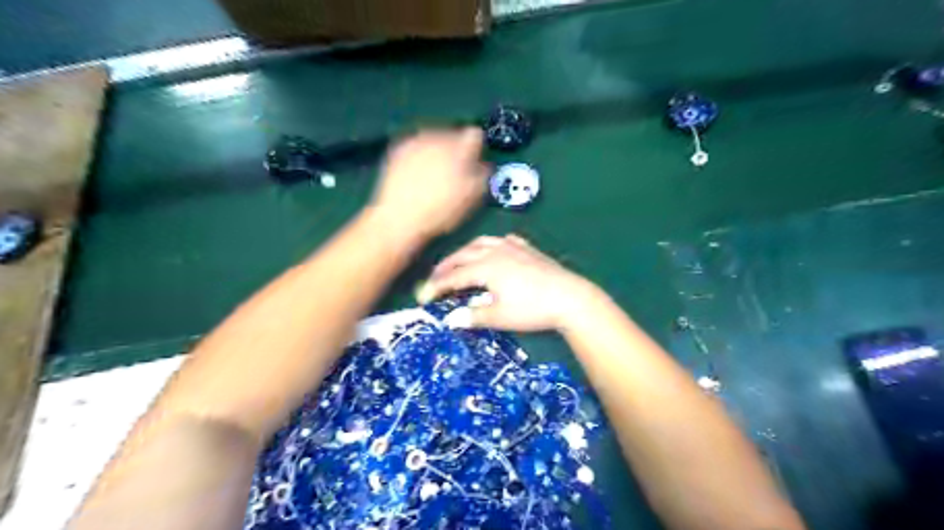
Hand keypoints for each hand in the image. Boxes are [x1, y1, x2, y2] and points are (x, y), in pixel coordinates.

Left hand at [371, 126, 486, 237]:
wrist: (399, 217)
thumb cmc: (441, 211)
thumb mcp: (470, 198)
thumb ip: (482, 176)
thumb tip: (485, 164)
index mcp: (460, 148)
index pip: (475, 135)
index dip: (476, 148)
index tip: (474, 162)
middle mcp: (439, 137)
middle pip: (453, 135)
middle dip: (455, 149)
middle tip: (453, 170)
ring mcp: (416, 141)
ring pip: (433, 138)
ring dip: (437, 150)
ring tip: (433, 172)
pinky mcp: (398, 148)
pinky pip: (415, 145)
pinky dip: (419, 154)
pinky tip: (416, 171)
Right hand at [419, 234, 596, 330]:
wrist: (570, 298)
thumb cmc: (531, 309)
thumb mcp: (499, 316)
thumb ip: (473, 316)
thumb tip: (450, 320)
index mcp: (485, 267)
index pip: (454, 276)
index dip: (437, 286)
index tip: (423, 296)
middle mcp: (496, 251)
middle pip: (463, 255)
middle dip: (446, 266)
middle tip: (434, 278)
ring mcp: (514, 247)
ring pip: (481, 243)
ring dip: (466, 252)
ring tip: (458, 262)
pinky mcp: (528, 249)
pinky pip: (503, 241)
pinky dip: (491, 246)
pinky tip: (493, 251)